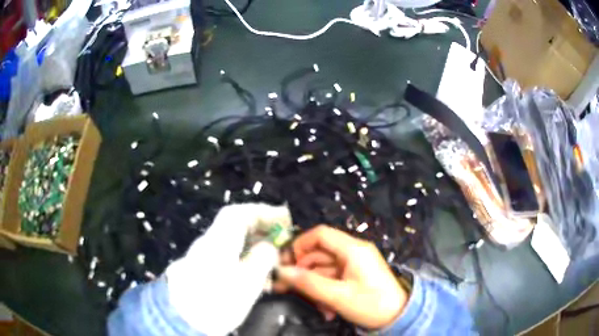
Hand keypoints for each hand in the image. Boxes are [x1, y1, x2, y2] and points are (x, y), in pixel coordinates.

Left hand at [166, 203, 291, 335]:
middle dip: (260, 229)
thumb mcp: (247, 282)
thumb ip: (262, 259)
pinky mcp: (202, 270)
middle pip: (235, 226)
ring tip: (273, 258)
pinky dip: (244, 258)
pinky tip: (255, 274)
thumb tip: (269, 247)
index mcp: (219, 240)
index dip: (263, 212)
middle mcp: (209, 243)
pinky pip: (228, 256)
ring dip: (254, 245)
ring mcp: (203, 257)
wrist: (184, 318)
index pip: (239, 214)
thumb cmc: (218, 299)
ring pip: (233, 242)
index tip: (283, 218)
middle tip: (281, 238)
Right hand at [276, 225, 407, 329]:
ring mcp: (354, 264)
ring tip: (315, 306)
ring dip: (315, 287)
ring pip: (323, 269)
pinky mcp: (355, 276)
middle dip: (303, 272)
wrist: (399, 317)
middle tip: (285, 288)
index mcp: (353, 249)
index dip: (299, 245)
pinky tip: (327, 310)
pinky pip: (333, 279)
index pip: (320, 234)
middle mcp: (353, 252)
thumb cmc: (372, 304)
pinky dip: (325, 292)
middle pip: (319, 254)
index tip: (286, 264)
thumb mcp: (338, 296)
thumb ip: (309, 283)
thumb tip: (281, 272)